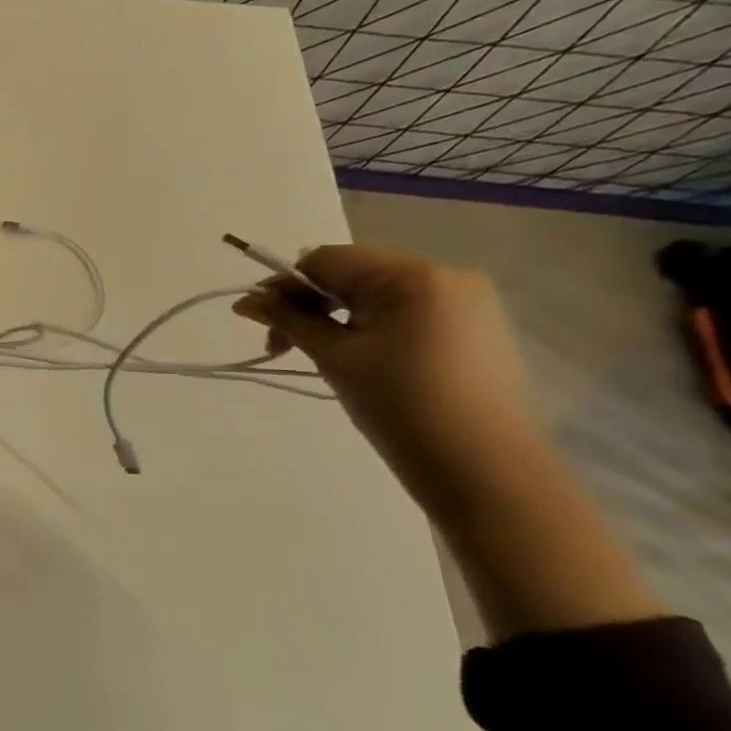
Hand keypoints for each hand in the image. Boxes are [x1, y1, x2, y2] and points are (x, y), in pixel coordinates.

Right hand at [237, 244, 664, 637]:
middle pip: (353, 274)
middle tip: (279, 344)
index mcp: (413, 275)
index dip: (284, 284)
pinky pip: (404, 313)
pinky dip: (369, 328)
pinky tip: (356, 359)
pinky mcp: (473, 331)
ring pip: (376, 295)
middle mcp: (445, 276)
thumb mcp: (334, 357)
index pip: (327, 260)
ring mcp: (466, 304)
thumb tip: (246, 301)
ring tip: (315, 354)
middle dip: (309, 303)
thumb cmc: (401, 406)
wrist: (483, 470)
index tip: (255, 318)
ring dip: (336, 317)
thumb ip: (289, 321)